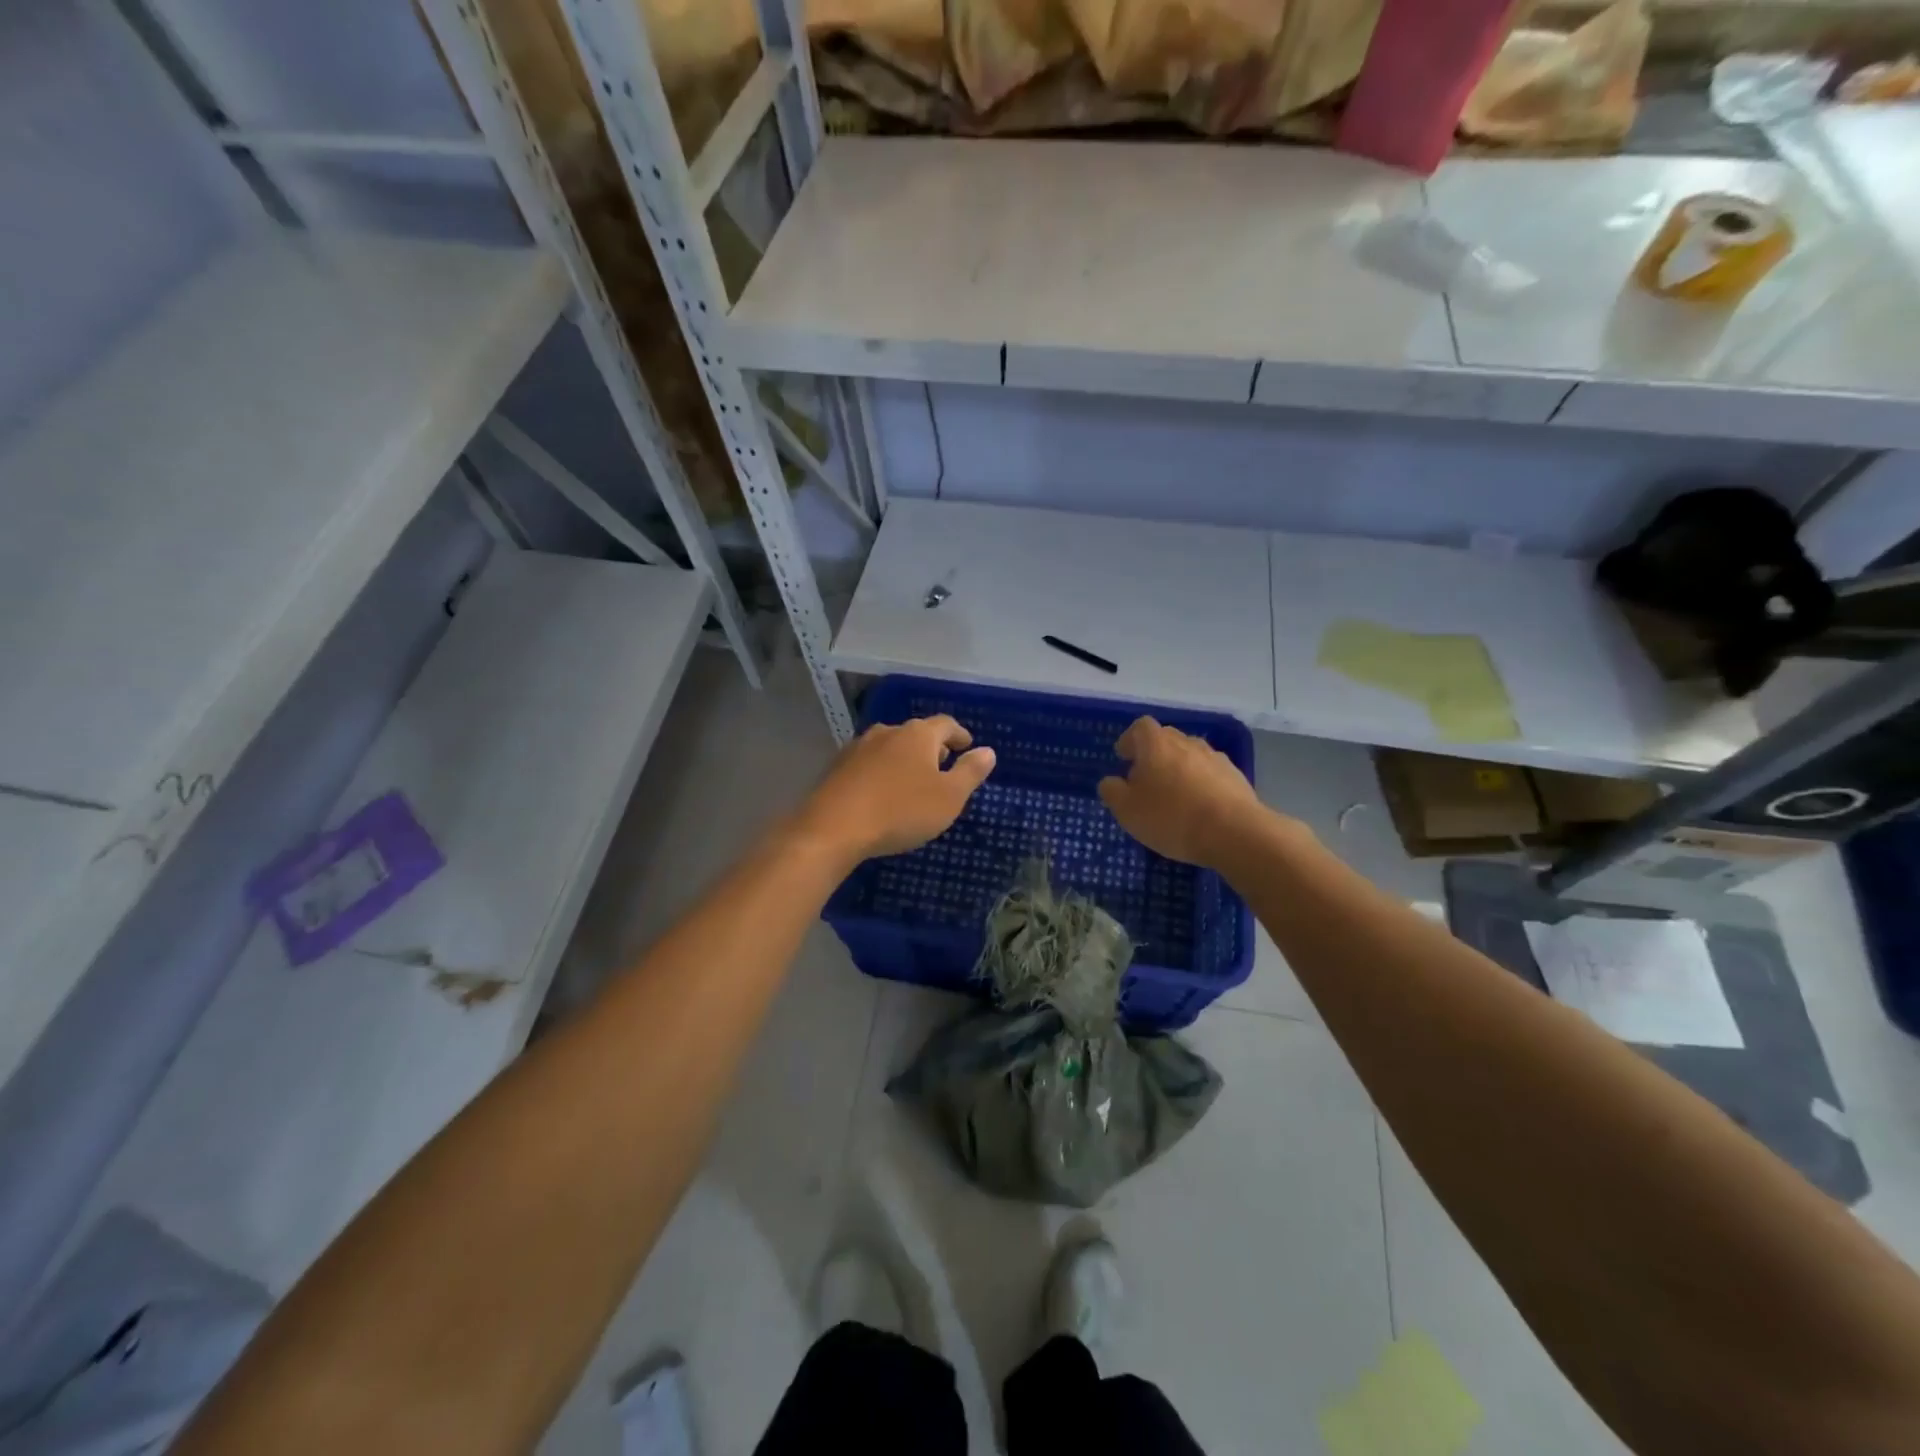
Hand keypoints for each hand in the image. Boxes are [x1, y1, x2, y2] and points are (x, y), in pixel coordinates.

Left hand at [795, 715, 996, 866]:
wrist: (833, 828)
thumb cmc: (901, 811)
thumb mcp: (949, 797)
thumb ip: (970, 772)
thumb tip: (987, 751)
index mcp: (918, 735)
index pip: (946, 724)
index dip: (959, 735)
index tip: (967, 746)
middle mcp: (887, 731)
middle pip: (916, 733)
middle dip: (932, 747)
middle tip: (943, 764)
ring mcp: (858, 747)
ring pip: (890, 746)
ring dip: (904, 759)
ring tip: (913, 779)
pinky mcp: (837, 767)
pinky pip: (869, 763)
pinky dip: (882, 771)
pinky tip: (882, 792)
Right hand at [1098, 717, 1260, 867]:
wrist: (1234, 832)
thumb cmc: (1171, 817)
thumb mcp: (1127, 810)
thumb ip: (1112, 791)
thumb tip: (1111, 781)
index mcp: (1156, 744)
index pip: (1140, 727)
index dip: (1130, 740)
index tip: (1124, 758)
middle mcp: (1186, 742)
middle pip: (1166, 739)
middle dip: (1153, 755)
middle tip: (1145, 780)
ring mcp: (1215, 758)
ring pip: (1190, 756)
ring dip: (1179, 770)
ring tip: (1174, 797)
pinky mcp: (1236, 777)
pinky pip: (1210, 774)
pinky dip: (1201, 784)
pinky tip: (1199, 809)